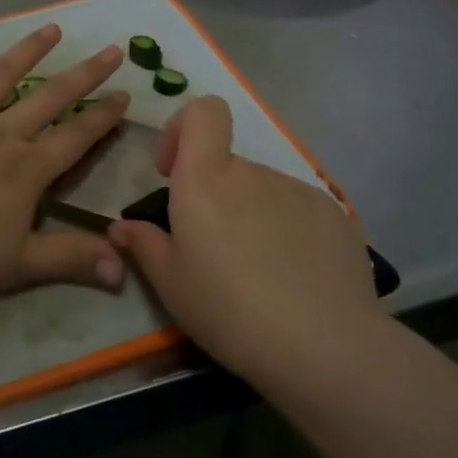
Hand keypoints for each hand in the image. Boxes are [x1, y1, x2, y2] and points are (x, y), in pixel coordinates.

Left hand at [0, 18, 130, 304]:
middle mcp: (0, 133)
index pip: (77, 137)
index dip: (104, 117)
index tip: (126, 94)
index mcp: (26, 169)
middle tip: (111, 50)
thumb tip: (125, 269)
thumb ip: (72, 259)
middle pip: (51, 98)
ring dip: (30, 50)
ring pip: (2, 75)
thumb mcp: (19, 265)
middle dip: (85, 74)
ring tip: (53, 28)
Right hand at [107, 96, 377, 380]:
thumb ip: (143, 245)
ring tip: (257, 273)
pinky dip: (287, 231)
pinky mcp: (334, 214)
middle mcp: (253, 172)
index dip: (184, 127)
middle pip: (227, 166)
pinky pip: (297, 210)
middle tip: (212, 251)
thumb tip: (122, 227)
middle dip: (214, 196)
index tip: (173, 171)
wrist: (324, 346)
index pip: (204, 111)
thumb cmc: (229, 310)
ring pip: (262, 191)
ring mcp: (299, 190)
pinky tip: (294, 278)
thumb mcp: (171, 285)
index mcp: (207, 179)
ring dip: (251, 216)